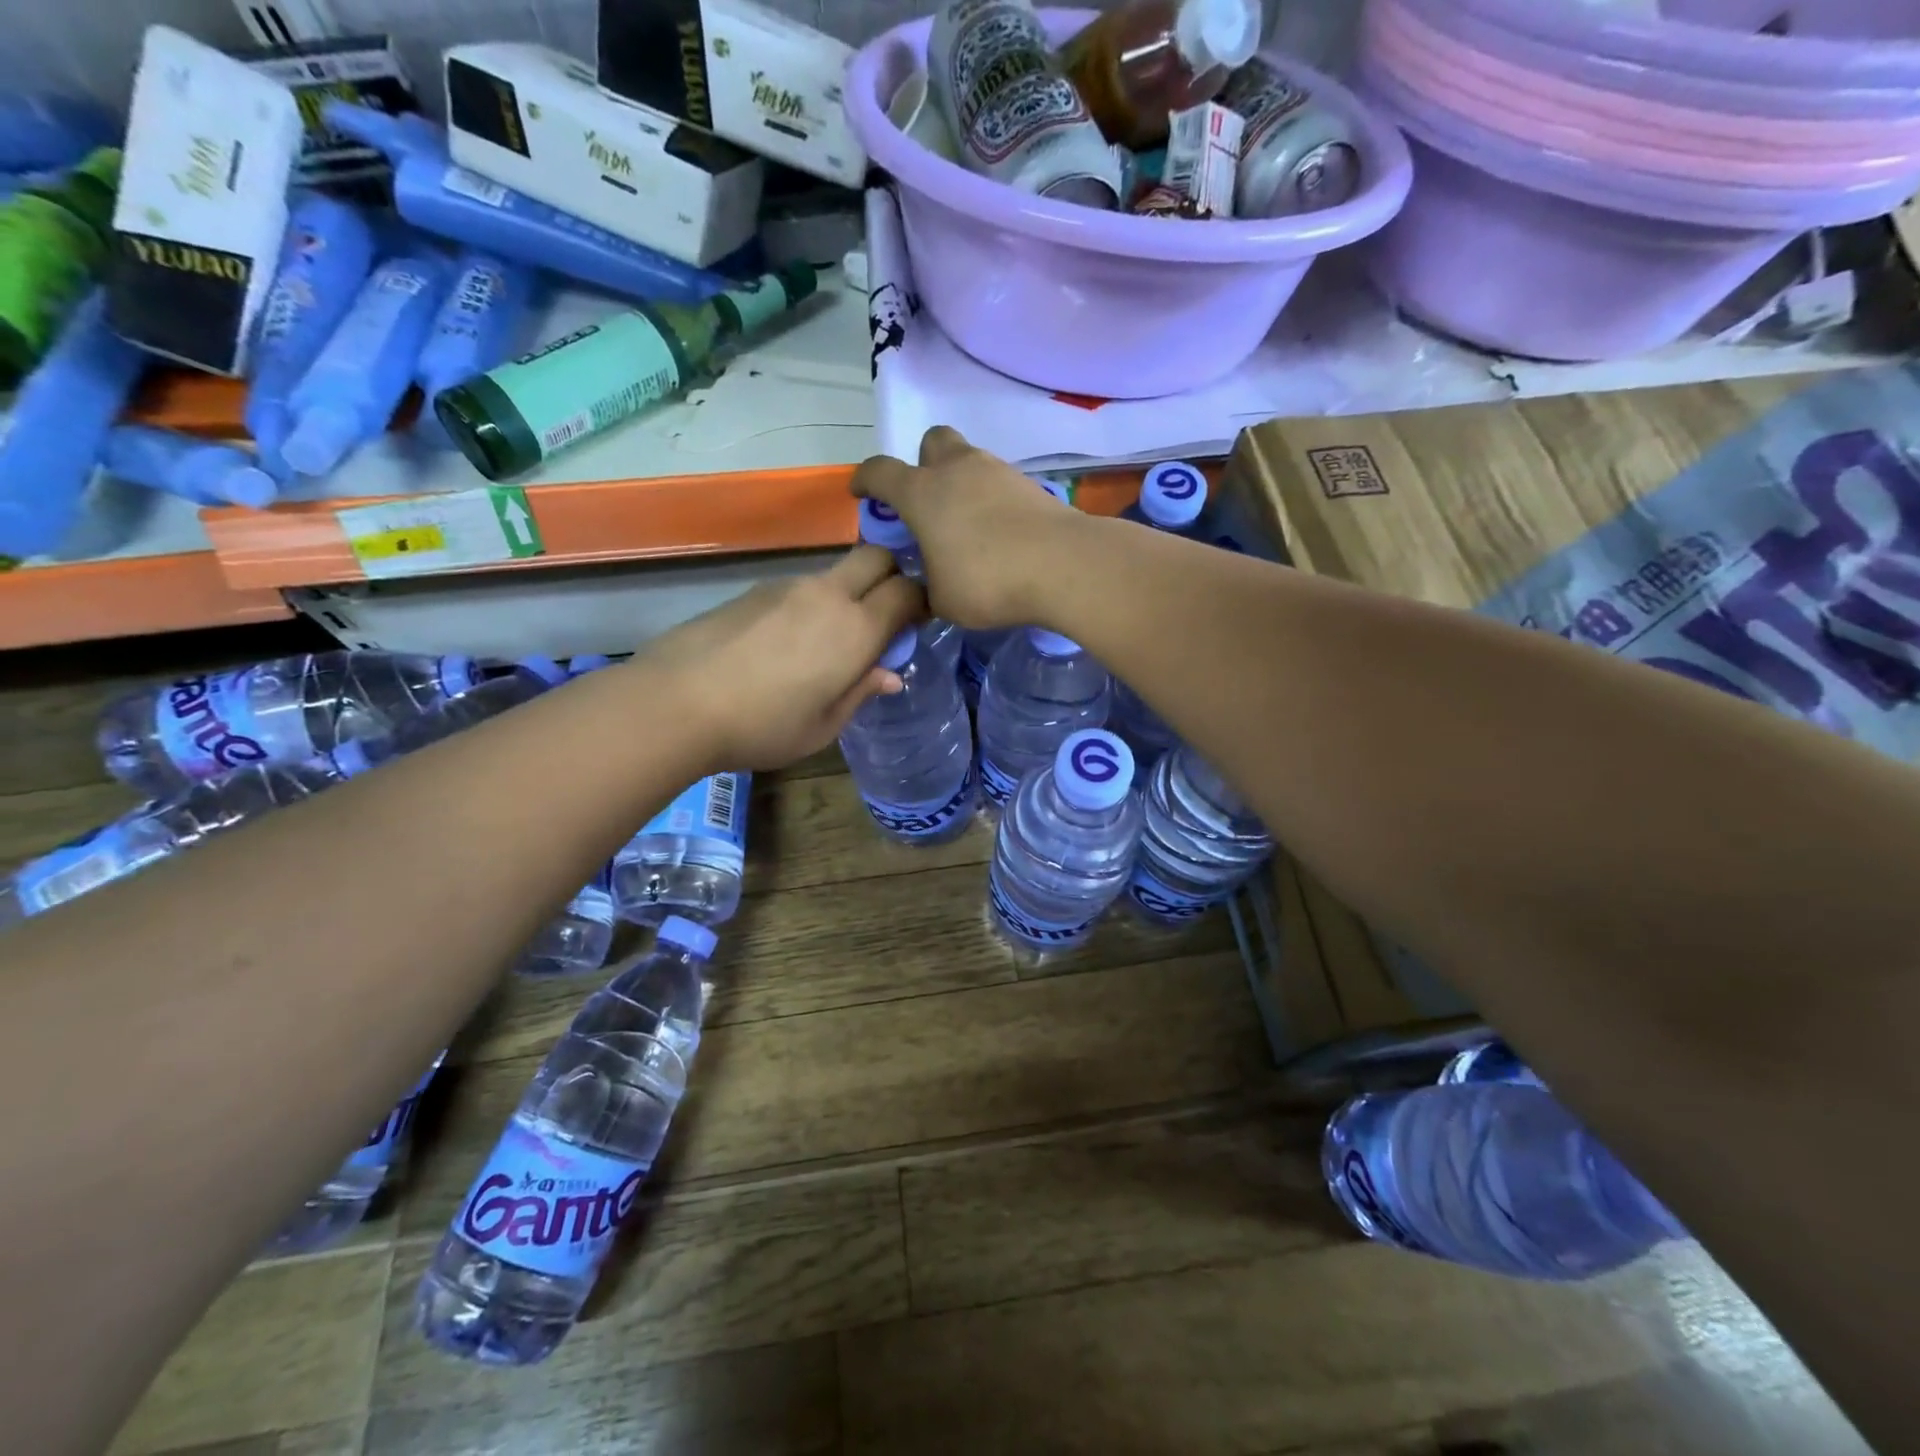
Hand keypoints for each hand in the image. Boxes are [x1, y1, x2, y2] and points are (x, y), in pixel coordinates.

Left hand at [635, 547, 924, 769]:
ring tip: (829, 638)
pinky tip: (787, 642)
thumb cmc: (763, 726)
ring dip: (848, 592)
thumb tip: (889, 675)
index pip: (907, 590)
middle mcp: (828, 595)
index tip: (917, 623)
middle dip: (892, 574)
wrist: (677, 703)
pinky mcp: (754, 590)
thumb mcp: (823, 726)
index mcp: (856, 629)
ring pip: (836, 572)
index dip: (921, 601)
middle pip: (876, 556)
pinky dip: (812, 603)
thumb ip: (861, 693)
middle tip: (885, 614)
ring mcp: (788, 587)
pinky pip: (800, 586)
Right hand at [852, 426, 1081, 629]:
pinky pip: (998, 482)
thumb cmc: (988, 581)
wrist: (1063, 565)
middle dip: (922, 464)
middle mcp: (957, 470)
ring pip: (969, 460)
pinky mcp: (1029, 484)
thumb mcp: (942, 601)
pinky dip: (990, 499)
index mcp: (922, 493)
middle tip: (926, 500)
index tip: (861, 492)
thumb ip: (925, 591)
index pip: (880, 471)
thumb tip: (924, 590)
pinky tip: (997, 531)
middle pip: (931, 442)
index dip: (865, 480)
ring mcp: (997, 472)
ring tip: (965, 524)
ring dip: (960, 483)